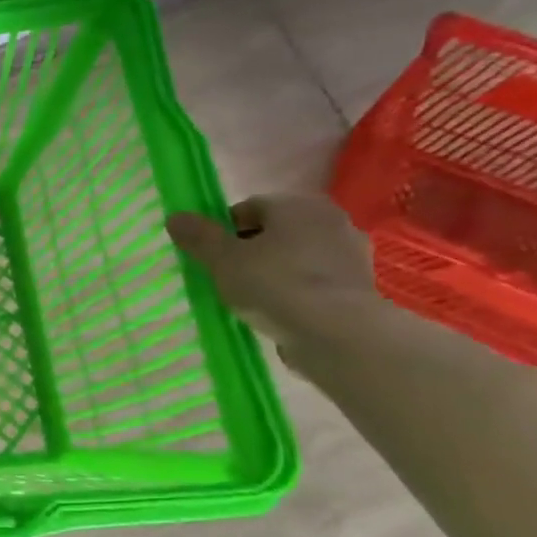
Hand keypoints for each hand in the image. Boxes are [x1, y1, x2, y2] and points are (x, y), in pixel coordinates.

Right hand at [165, 194, 379, 347]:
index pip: (249, 208)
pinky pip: (315, 282)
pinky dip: (297, 292)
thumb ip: (198, 236)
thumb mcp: (221, 259)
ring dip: (275, 273)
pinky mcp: (360, 288)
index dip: (224, 231)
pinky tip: (280, 313)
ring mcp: (351, 254)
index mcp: (297, 204)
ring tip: (253, 300)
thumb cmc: (274, 283)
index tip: (212, 257)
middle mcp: (330, 220)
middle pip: (275, 232)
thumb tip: (176, 217)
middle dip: (251, 251)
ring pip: (296, 258)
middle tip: (229, 277)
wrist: (337, 333)